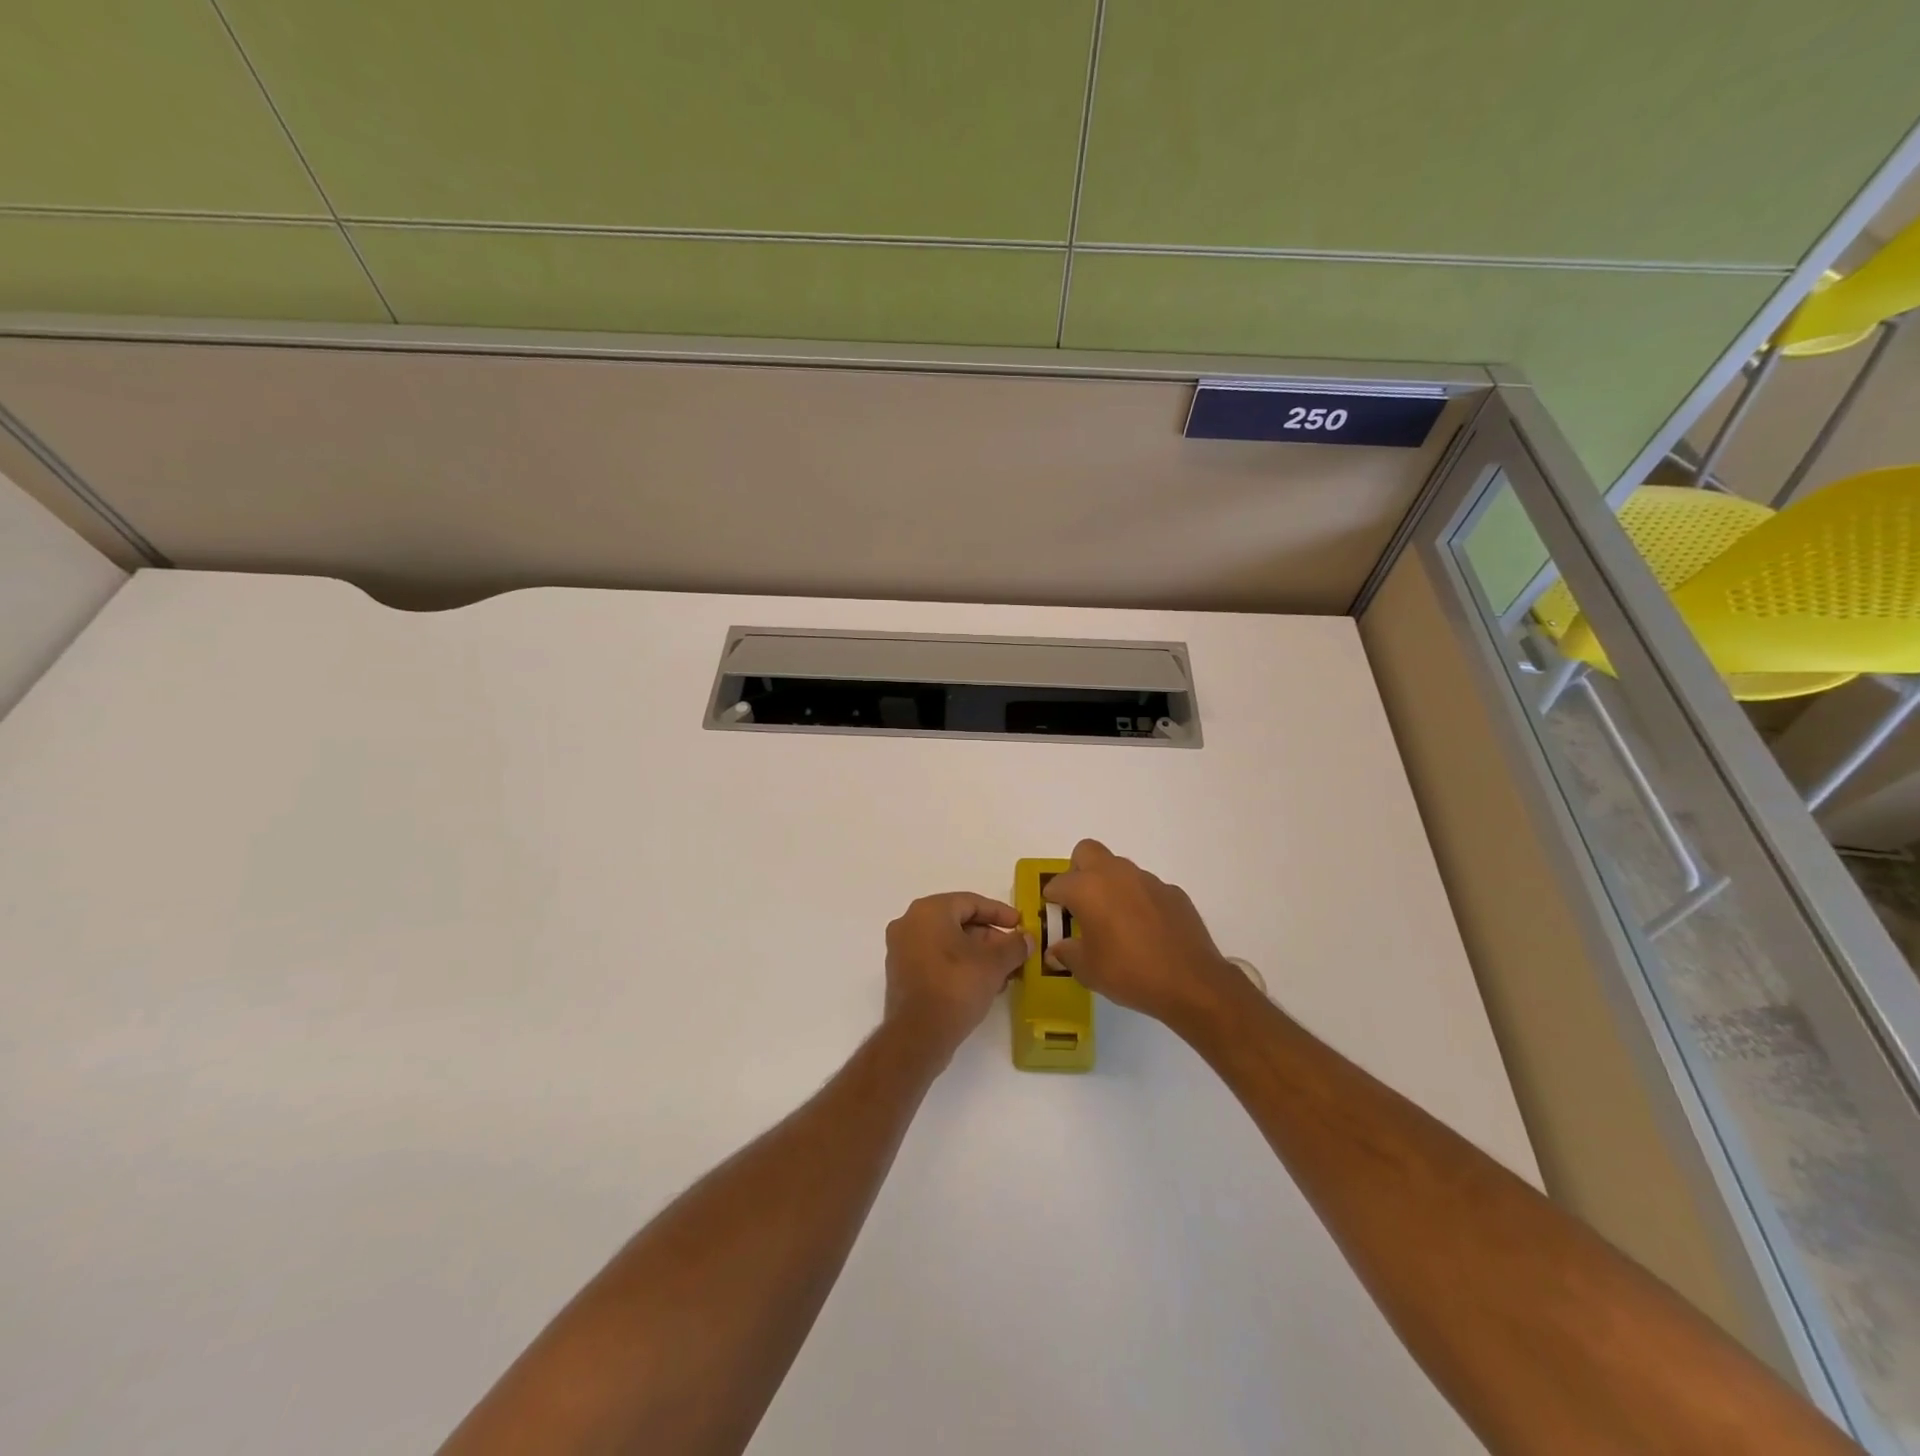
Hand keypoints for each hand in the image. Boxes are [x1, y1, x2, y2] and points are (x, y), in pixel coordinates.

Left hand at [884, 892, 1031, 1062]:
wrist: (918, 1036)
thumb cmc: (956, 987)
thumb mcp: (993, 964)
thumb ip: (1014, 946)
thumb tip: (1027, 938)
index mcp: (928, 911)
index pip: (971, 902)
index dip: (999, 913)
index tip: (1020, 924)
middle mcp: (910, 923)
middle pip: (958, 922)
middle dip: (990, 937)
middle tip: (1014, 952)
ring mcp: (902, 950)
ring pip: (948, 943)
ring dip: (978, 954)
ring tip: (1004, 972)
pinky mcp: (902, 974)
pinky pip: (936, 959)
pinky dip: (960, 965)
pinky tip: (984, 984)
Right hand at [1041, 840, 1247, 1027]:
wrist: (1191, 982)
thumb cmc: (1129, 972)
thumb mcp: (1088, 970)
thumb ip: (1067, 954)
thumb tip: (1057, 950)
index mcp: (1087, 888)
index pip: (1058, 883)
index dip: (1052, 900)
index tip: (1056, 918)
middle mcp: (1115, 874)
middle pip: (1087, 852)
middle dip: (1078, 871)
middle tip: (1082, 903)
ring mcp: (1147, 880)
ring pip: (1119, 869)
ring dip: (1111, 886)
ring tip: (1115, 921)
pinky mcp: (1173, 892)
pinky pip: (1146, 888)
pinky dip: (1139, 901)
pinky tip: (1146, 930)